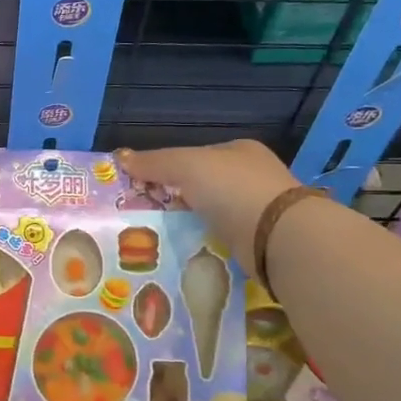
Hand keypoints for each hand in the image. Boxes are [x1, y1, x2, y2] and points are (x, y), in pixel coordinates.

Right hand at [117, 140, 298, 273]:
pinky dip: (203, 241)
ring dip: (188, 222)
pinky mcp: (257, 239)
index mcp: (238, 151)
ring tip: (157, 236)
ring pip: (209, 213)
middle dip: (175, 198)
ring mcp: (256, 209)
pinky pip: (220, 237)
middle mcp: (250, 176)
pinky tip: (185, 248)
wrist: (278, 237)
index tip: (141, 187)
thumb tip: (122, 158)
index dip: (166, 168)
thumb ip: (155, 162)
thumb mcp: (186, 166)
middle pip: (201, 185)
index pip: (194, 156)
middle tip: (144, 215)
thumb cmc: (233, 189)